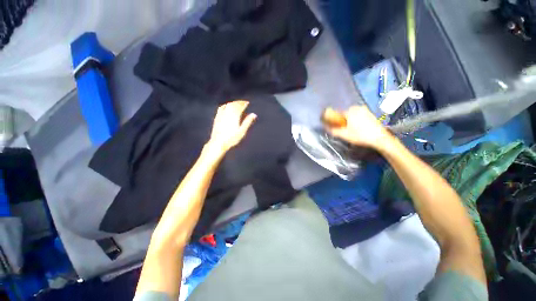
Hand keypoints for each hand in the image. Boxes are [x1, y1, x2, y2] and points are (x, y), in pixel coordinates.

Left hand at [206, 100, 256, 155]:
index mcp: (234, 116)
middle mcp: (227, 113)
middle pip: (233, 104)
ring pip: (227, 105)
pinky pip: (221, 108)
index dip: (244, 104)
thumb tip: (254, 114)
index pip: (240, 106)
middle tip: (243, 102)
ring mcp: (221, 115)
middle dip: (239, 102)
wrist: (218, 143)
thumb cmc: (232, 138)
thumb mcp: (242, 131)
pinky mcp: (217, 117)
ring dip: (233, 103)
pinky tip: (226, 106)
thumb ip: (247, 122)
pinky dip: (225, 105)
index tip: (247, 103)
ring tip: (237, 103)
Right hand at [324, 106, 392, 150]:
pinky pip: (358, 115)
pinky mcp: (370, 113)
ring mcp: (365, 109)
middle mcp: (357, 107)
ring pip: (352, 114)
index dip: (335, 120)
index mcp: (350, 111)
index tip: (335, 126)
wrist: (380, 138)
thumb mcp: (344, 135)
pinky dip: (356, 119)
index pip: (338, 114)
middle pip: (345, 114)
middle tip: (344, 130)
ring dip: (349, 120)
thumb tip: (325, 127)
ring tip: (351, 129)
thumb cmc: (360, 136)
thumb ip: (333, 130)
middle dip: (343, 120)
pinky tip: (358, 128)